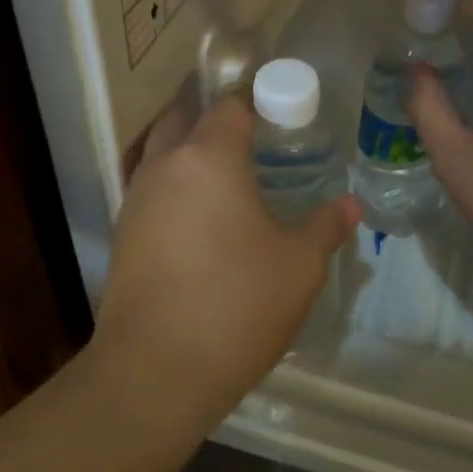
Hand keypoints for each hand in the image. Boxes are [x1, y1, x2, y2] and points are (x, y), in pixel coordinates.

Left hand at [92, 97, 359, 435]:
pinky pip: (150, 187)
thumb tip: (349, 205)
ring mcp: (136, 199)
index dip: (256, 99)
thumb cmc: (237, 304)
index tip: (280, 108)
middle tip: (251, 132)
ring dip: (187, 147)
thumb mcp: (299, 265)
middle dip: (213, 114)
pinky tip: (199, 214)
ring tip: (226, 170)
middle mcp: (165, 166)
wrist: (155, 372)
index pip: (230, 105)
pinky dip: (173, 184)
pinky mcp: (123, 234)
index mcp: (209, 158)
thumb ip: (325, 226)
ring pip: (160, 151)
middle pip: (183, 116)